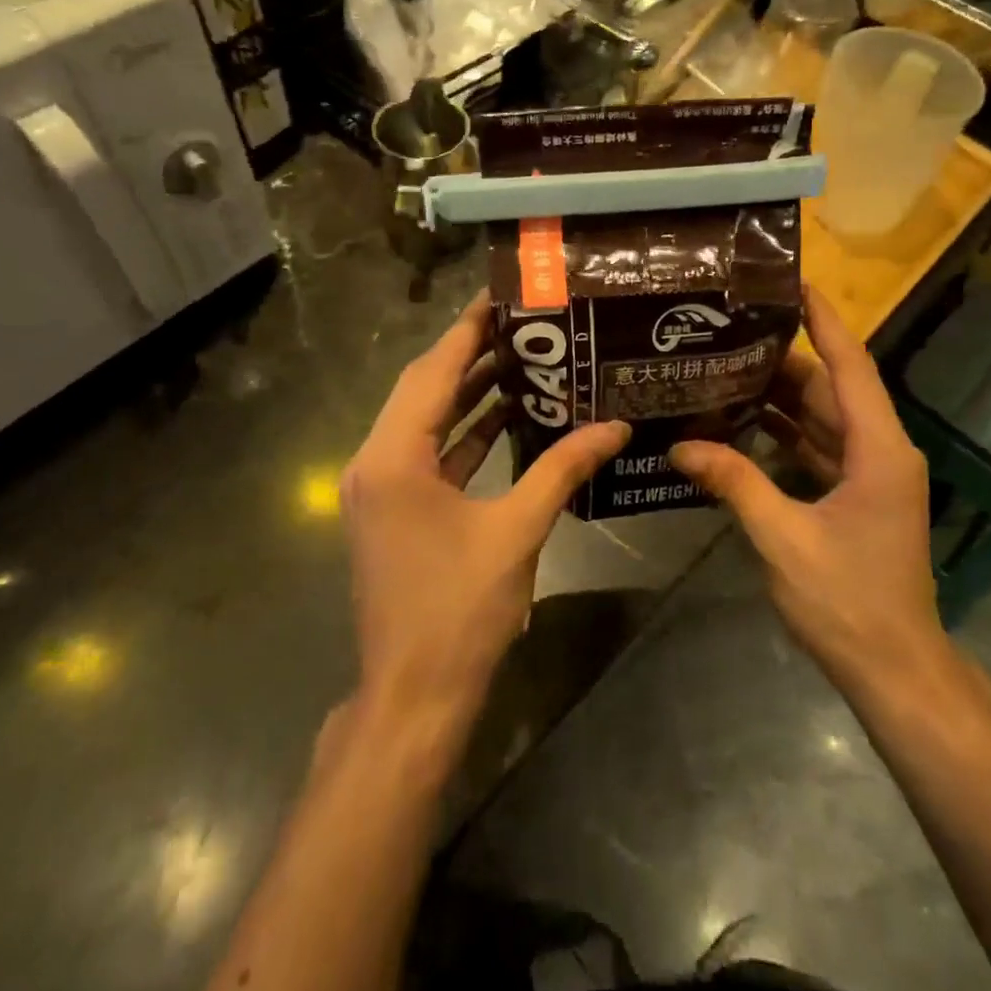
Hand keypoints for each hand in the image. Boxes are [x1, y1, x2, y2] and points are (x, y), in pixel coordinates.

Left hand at [342, 292, 629, 728]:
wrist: (414, 694)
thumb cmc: (459, 610)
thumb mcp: (517, 531)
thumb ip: (563, 469)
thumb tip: (615, 427)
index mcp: (394, 457)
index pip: (432, 372)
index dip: (467, 331)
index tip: (501, 296)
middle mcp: (375, 462)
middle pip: (423, 390)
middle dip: (470, 355)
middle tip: (523, 324)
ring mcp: (380, 489)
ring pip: (426, 422)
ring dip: (468, 394)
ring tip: (523, 360)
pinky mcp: (393, 511)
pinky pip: (429, 456)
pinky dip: (464, 435)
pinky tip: (506, 419)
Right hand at [669, 286, 945, 692]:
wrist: (894, 668)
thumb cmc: (848, 601)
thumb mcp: (783, 538)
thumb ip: (734, 483)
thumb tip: (681, 445)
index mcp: (878, 450)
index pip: (850, 366)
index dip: (824, 320)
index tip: (793, 281)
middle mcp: (880, 451)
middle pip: (828, 389)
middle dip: (780, 360)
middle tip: (727, 333)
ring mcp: (870, 475)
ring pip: (820, 419)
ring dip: (777, 399)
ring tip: (722, 371)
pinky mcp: (855, 496)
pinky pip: (816, 449)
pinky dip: (781, 436)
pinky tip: (738, 426)